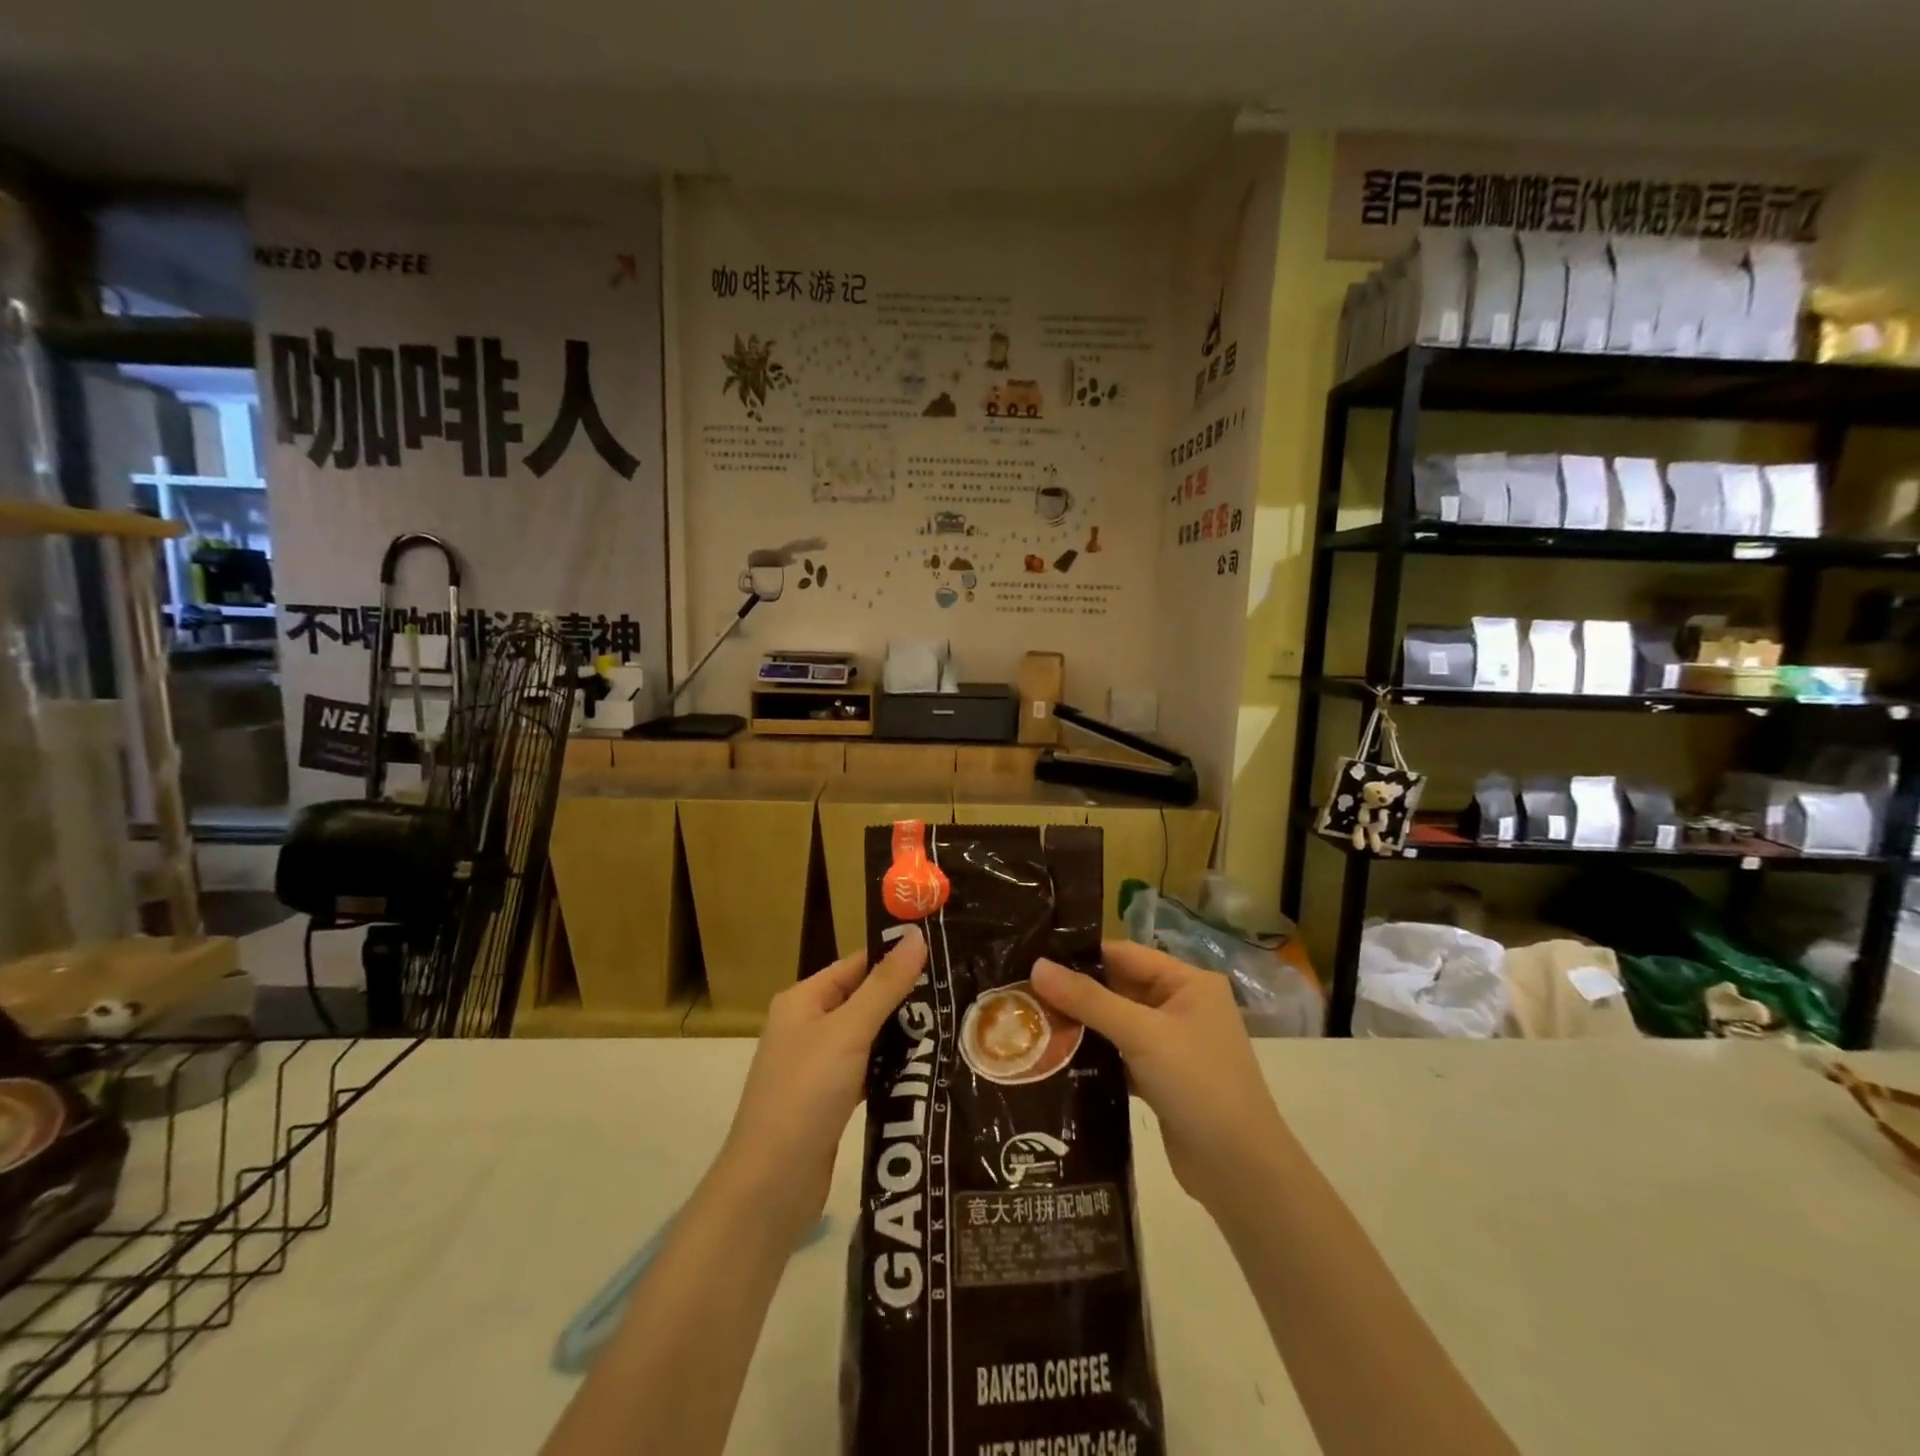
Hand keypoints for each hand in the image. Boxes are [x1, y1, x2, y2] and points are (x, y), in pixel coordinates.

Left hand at [711, 926, 927, 1239]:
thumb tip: (917, 935)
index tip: (943, 953)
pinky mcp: (830, 1101)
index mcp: (803, 1001)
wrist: (770, 1187)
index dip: (896, 957)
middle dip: (906, 997)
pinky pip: (867, 1070)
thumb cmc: (805, 1095)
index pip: (856, 964)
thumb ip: (885, 985)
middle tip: (957, 990)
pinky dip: (892, 1067)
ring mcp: (817, 1066)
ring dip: (903, 1033)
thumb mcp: (848, 1032)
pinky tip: (928, 1067)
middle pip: (864, 999)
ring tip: (954, 1024)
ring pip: (869, 1037)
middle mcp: (807, 1027)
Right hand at [1032, 941, 1285, 1217]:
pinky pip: (1120, 1054)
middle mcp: (1182, 1006)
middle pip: (1118, 988)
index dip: (1080, 955)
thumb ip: (1088, 1000)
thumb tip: (1036, 966)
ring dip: (1081, 1025)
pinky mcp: (1162, 1078)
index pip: (1124, 954)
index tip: (1033, 957)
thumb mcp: (1141, 1034)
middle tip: (1022, 992)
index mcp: (1188, 982)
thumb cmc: (1198, 1084)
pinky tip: (1055, 1058)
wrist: (1241, 1171)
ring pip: (1116, 1023)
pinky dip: (1094, 1056)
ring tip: (1030, 1022)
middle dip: (1075, 993)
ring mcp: (1173, 1044)